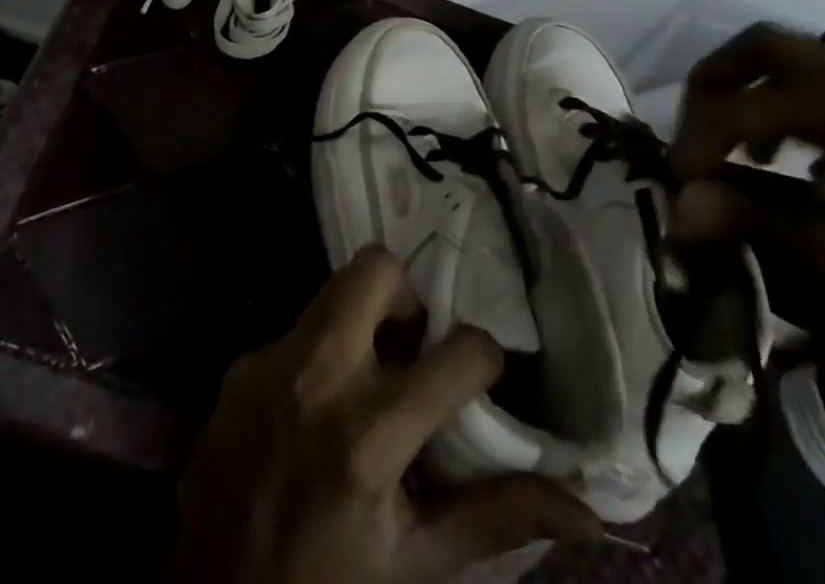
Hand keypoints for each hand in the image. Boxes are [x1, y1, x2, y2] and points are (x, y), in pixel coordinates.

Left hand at [166, 246, 600, 583]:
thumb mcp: (417, 562)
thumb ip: (496, 518)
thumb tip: (585, 506)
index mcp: (367, 439)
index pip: (457, 352)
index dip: (484, 357)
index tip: (479, 376)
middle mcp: (315, 380)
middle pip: (375, 269)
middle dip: (407, 298)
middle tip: (411, 349)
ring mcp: (269, 363)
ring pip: (333, 286)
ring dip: (363, 317)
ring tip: (368, 374)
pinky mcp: (239, 364)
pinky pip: (295, 330)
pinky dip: (318, 355)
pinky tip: (314, 409)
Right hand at [666, 25, 824, 417]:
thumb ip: (759, 221)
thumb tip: (679, 206)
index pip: (740, 106)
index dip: (695, 142)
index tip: (676, 187)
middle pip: (772, 49)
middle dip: (719, 83)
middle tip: (696, 132)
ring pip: (818, 69)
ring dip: (768, 97)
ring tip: (753, 153)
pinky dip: (816, 116)